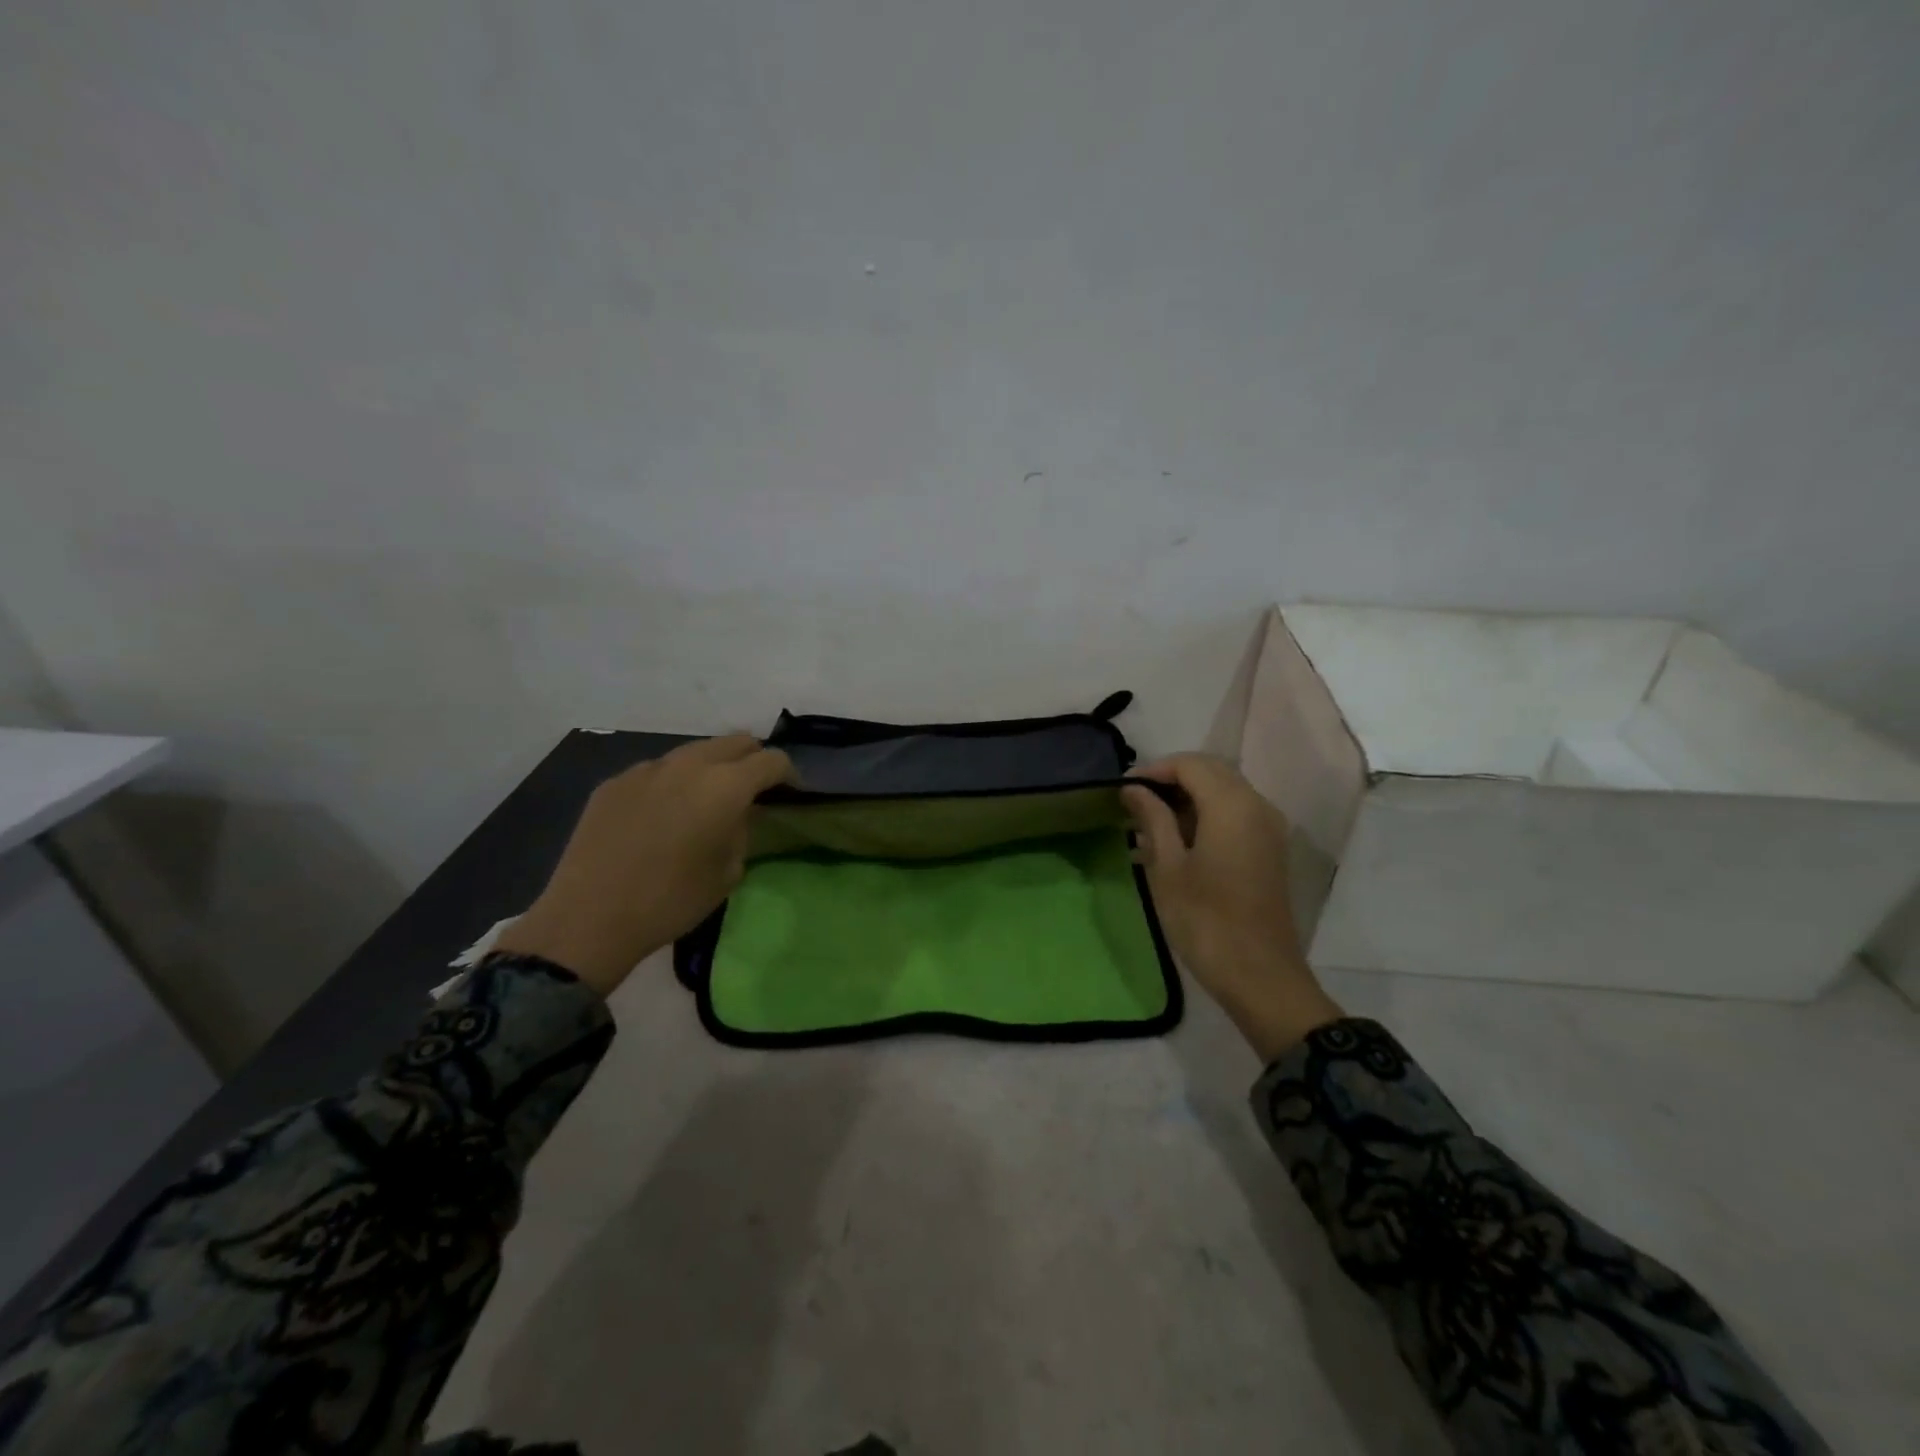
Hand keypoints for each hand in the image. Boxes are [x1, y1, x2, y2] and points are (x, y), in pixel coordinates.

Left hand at [495, 734, 794, 995]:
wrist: (590, 917)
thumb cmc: (672, 901)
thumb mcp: (727, 873)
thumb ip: (742, 831)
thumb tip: (740, 813)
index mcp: (726, 786)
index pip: (772, 760)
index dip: (787, 774)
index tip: (789, 793)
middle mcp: (689, 765)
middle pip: (735, 742)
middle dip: (752, 760)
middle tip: (753, 790)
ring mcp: (647, 769)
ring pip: (694, 752)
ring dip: (711, 767)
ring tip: (706, 799)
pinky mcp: (615, 782)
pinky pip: (657, 770)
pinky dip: (672, 782)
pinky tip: (662, 814)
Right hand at [1122, 754, 1342, 1060]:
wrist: (1260, 976)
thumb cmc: (1205, 920)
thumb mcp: (1167, 867)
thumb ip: (1152, 818)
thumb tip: (1134, 789)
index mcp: (1232, 805)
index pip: (1190, 764)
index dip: (1154, 770)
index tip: (1123, 790)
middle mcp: (1257, 806)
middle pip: (1211, 773)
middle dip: (1170, 781)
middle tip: (1133, 804)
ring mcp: (1268, 828)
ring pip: (1224, 793)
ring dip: (1187, 799)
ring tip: (1148, 826)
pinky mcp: (1269, 850)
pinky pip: (1235, 815)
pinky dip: (1205, 817)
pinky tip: (1175, 843)